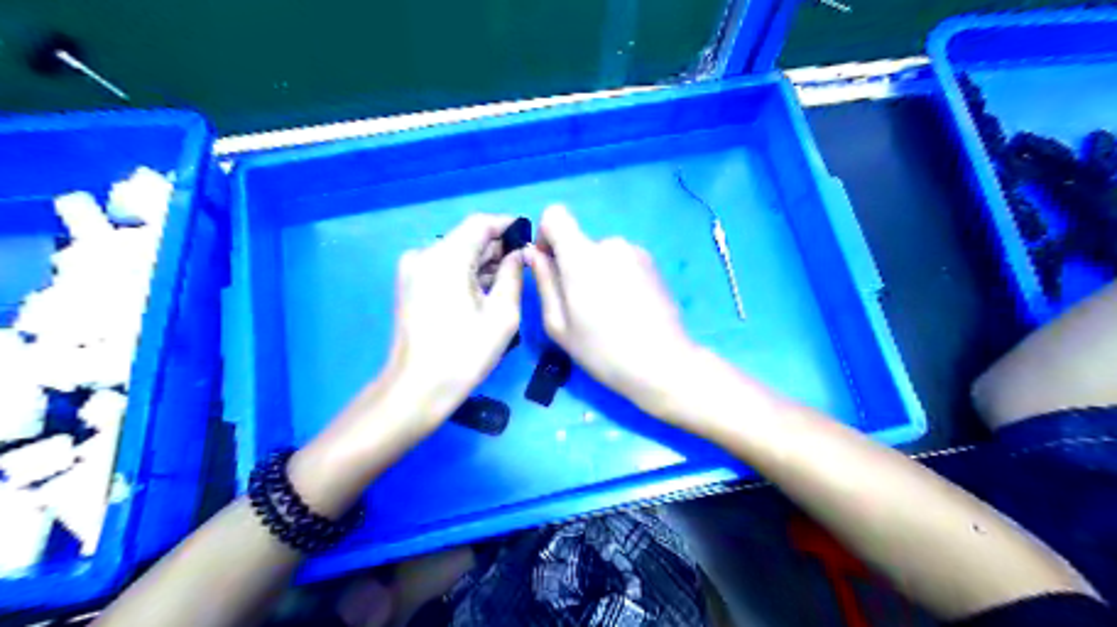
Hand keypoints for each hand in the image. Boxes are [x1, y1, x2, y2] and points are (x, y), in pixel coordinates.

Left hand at [388, 213, 526, 429]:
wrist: (417, 389)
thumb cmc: (465, 353)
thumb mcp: (502, 314)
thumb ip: (514, 275)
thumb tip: (519, 253)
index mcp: (445, 257)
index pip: (480, 223)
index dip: (507, 226)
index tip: (530, 237)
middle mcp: (423, 255)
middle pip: (466, 238)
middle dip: (497, 248)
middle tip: (524, 266)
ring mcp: (412, 271)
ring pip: (455, 254)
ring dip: (482, 263)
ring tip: (508, 282)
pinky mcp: (409, 287)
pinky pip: (443, 269)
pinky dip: (465, 275)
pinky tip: (483, 294)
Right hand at [526, 204, 693, 414]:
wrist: (663, 363)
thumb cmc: (602, 350)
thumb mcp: (559, 324)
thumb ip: (544, 282)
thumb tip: (533, 254)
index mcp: (582, 255)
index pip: (555, 215)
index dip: (546, 236)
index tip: (551, 267)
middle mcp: (610, 243)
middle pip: (579, 242)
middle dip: (573, 265)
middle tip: (582, 307)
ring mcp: (636, 252)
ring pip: (602, 254)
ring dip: (597, 273)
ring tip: (609, 312)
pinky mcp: (653, 264)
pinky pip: (622, 262)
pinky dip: (617, 277)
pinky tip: (628, 309)